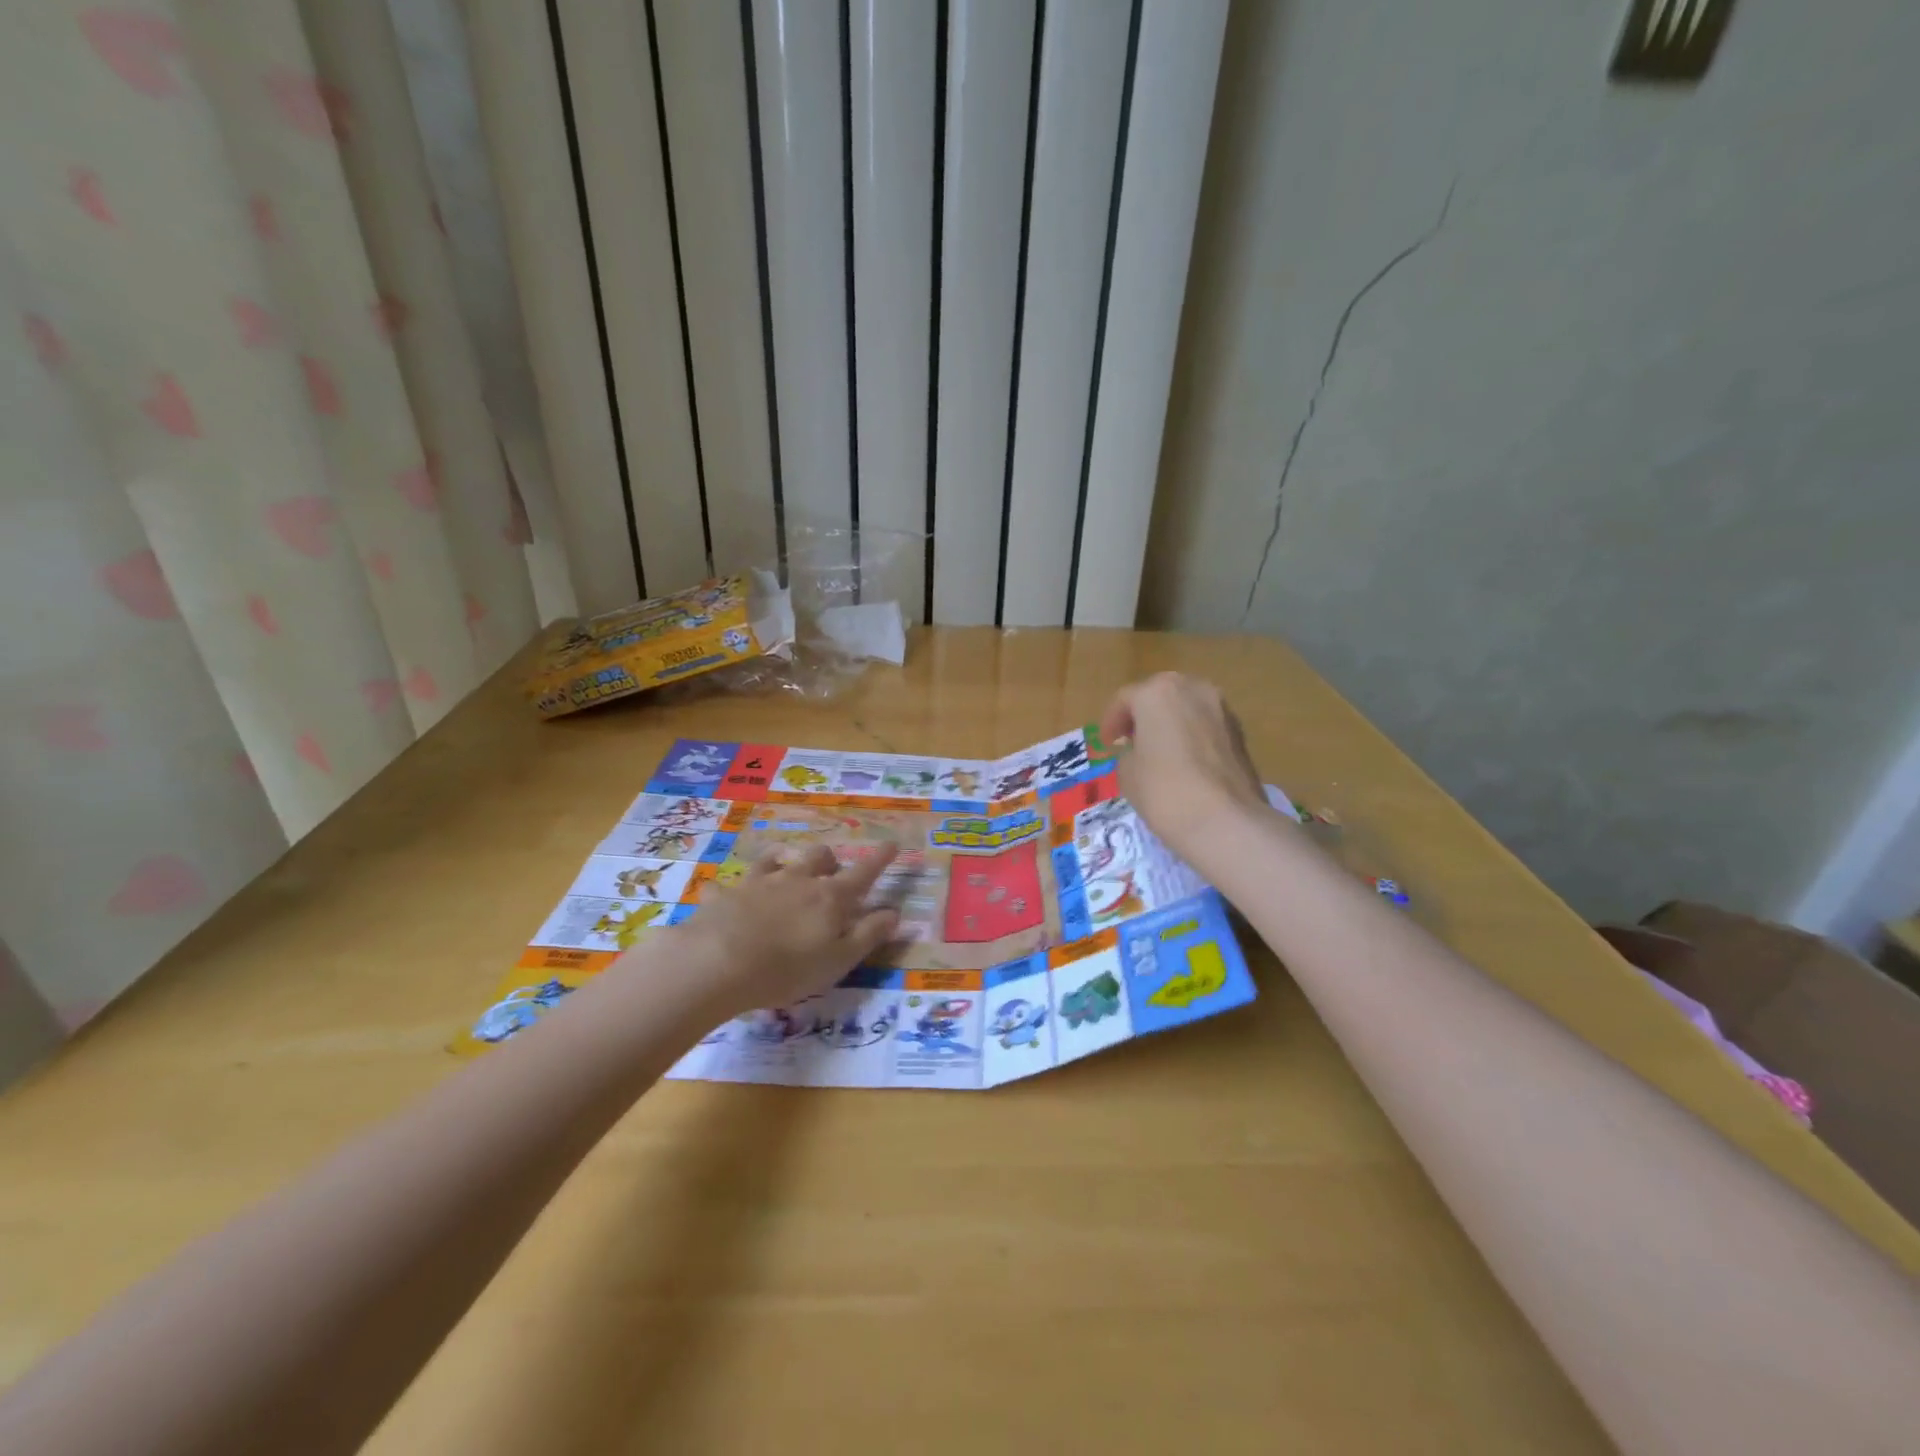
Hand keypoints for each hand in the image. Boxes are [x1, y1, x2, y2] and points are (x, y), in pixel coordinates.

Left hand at [665, 843, 900, 1016]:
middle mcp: (797, 881)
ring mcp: (759, 883)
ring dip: (784, 864)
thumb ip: (868, 935)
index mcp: (830, 897)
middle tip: (830, 875)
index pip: (863, 873)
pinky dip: (730, 890)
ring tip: (784, 872)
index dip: (879, 859)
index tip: (892, 844)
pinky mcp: (725, 894)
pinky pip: (727, 885)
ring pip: (776, 861)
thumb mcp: (839, 959)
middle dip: (829, 861)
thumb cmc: (789, 967)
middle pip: (819, 857)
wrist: (718, 962)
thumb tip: (894, 913)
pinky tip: (724, 897)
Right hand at [1099, 673, 1269, 857]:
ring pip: (1187, 708)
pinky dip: (1192, 736)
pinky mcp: (1240, 732)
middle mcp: (1192, 689)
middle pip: (1160, 696)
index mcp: (1157, 692)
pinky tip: (1186, 762)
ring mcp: (1221, 708)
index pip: (1125, 699)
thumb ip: (1129, 752)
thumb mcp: (1127, 772)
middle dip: (1144, 716)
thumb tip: (1140, 750)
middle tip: (1132, 740)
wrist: (1224, 820)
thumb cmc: (1163, 790)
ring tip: (1160, 751)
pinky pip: (1206, 726)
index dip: (1111, 722)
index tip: (1107, 743)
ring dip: (1171, 724)